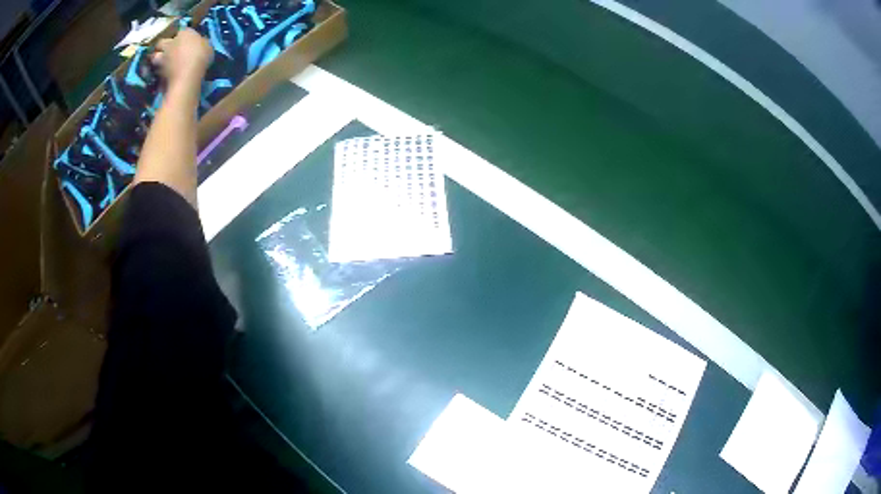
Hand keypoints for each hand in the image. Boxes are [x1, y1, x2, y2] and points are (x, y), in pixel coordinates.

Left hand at [152, 28, 213, 89]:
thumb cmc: (200, 57)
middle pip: (161, 42)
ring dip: (158, 58)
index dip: (184, 36)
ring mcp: (162, 59)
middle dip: (163, 45)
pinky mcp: (159, 73)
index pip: (182, 30)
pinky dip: (160, 72)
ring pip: (155, 56)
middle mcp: (170, 43)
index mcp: (184, 33)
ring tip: (163, 63)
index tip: (187, 41)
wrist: (186, 78)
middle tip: (169, 50)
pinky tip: (165, 75)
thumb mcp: (207, 46)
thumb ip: (200, 43)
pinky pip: (158, 71)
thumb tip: (198, 44)